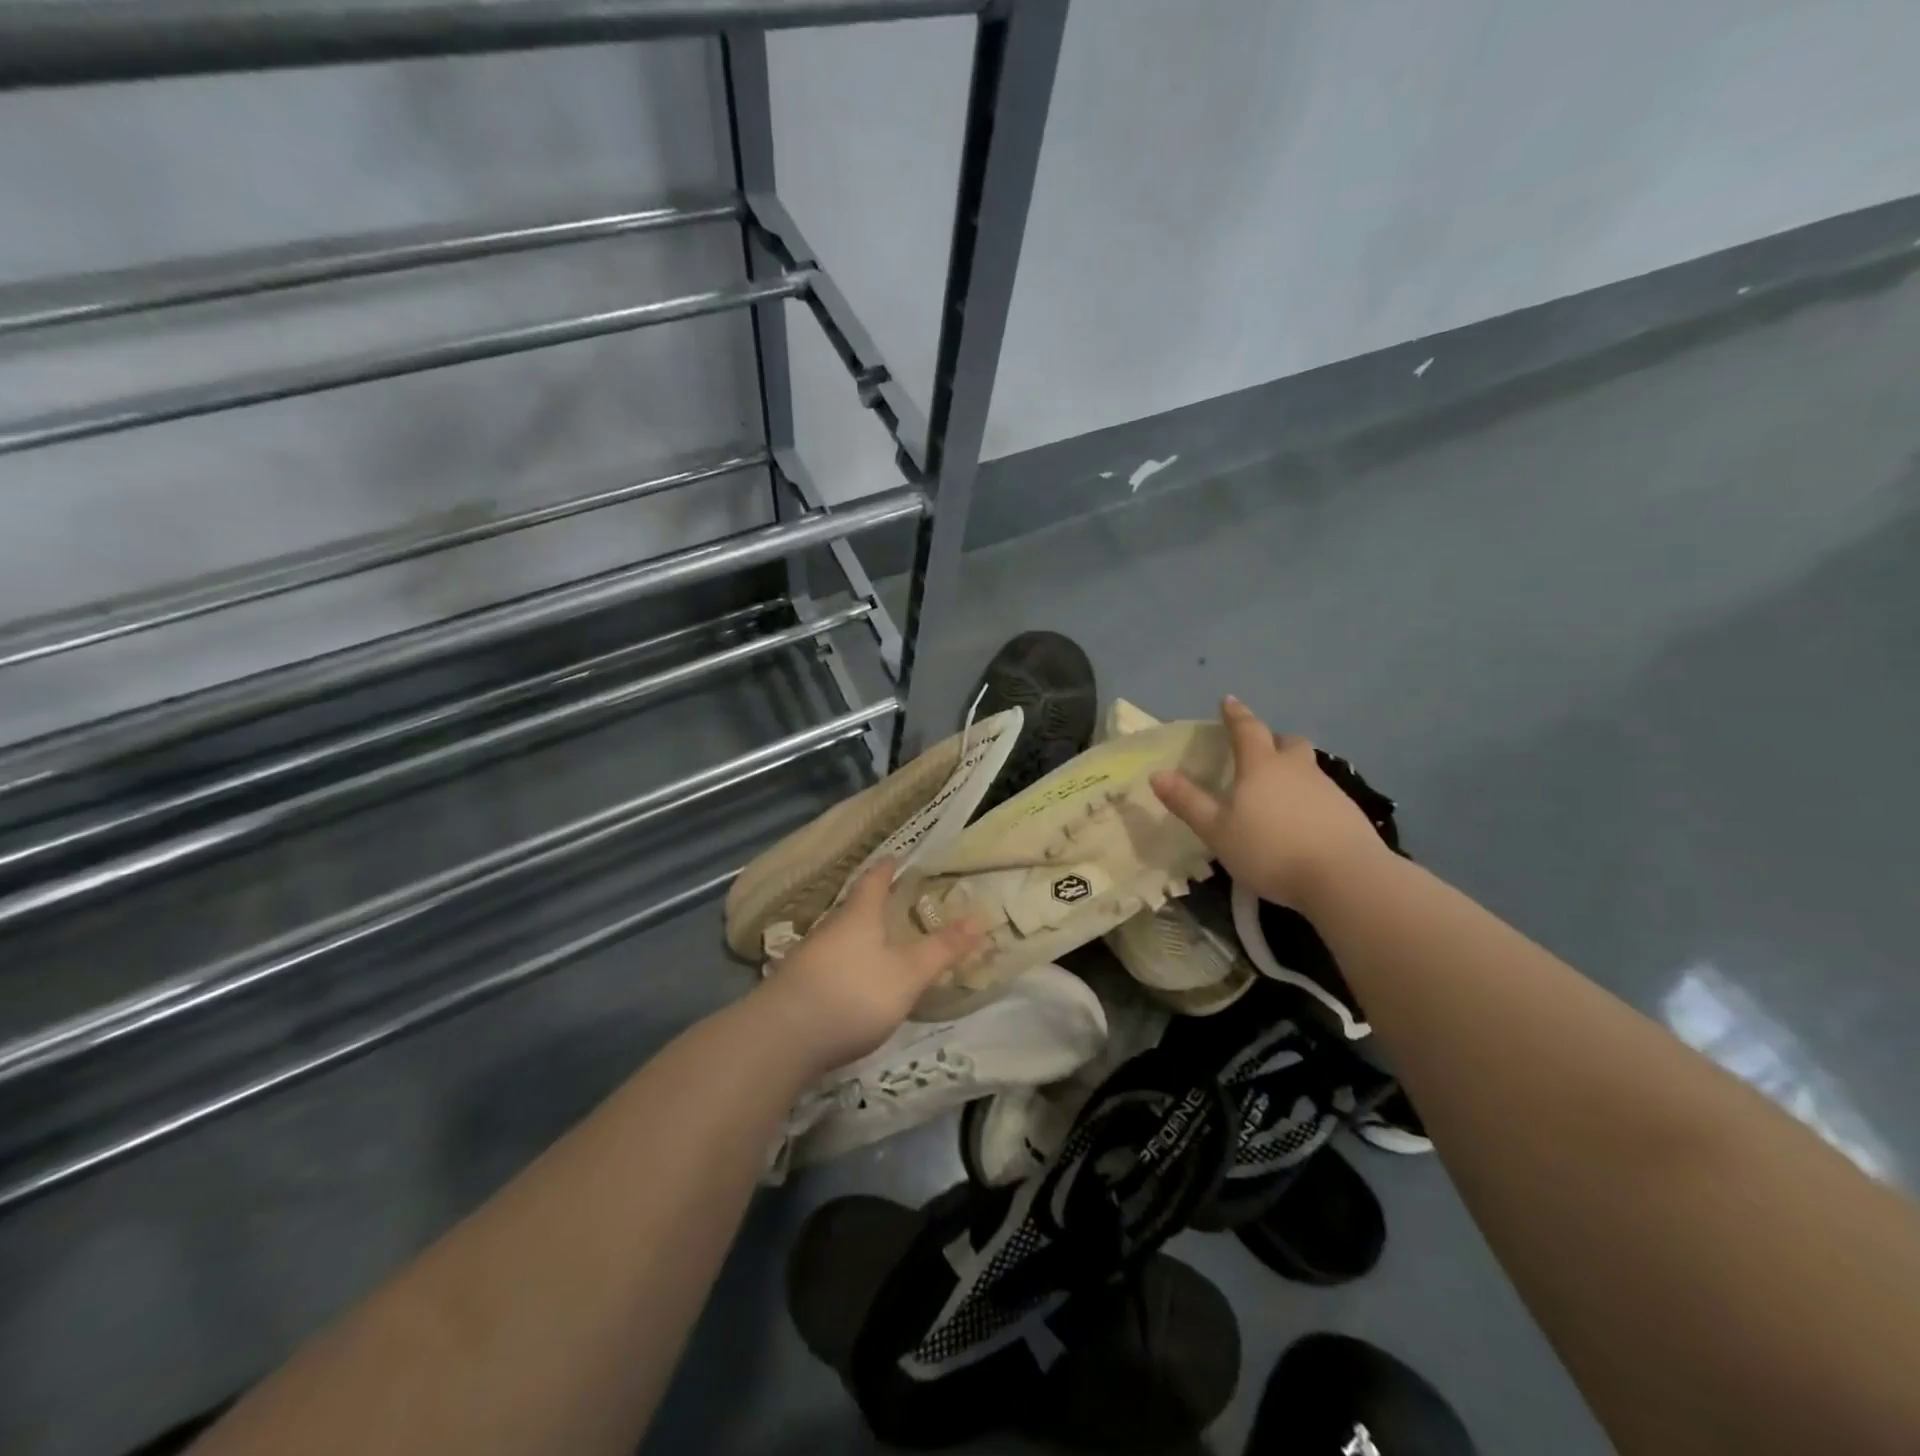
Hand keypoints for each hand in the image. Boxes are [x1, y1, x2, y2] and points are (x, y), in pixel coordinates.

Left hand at [755, 863, 983, 1076]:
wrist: (782, 1038)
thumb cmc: (853, 993)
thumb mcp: (908, 973)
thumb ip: (942, 948)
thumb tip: (980, 918)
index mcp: (859, 914)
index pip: (874, 879)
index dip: (888, 867)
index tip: (898, 857)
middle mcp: (831, 927)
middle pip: (855, 907)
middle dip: (876, 903)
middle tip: (899, 902)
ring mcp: (809, 957)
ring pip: (841, 935)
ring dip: (860, 935)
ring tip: (881, 942)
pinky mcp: (797, 986)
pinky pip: (830, 962)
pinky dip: (847, 962)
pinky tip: (854, 980)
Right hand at [1151, 696, 1389, 912]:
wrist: (1345, 878)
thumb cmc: (1271, 849)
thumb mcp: (1217, 830)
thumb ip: (1188, 802)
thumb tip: (1157, 775)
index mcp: (1261, 766)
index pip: (1246, 729)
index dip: (1235, 715)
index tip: (1228, 701)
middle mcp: (1297, 769)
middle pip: (1287, 743)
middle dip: (1272, 741)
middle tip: (1259, 751)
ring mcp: (1328, 789)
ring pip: (1307, 769)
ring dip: (1292, 772)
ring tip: (1277, 794)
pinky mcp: (1349, 814)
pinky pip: (1323, 795)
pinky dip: (1308, 800)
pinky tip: (1302, 823)